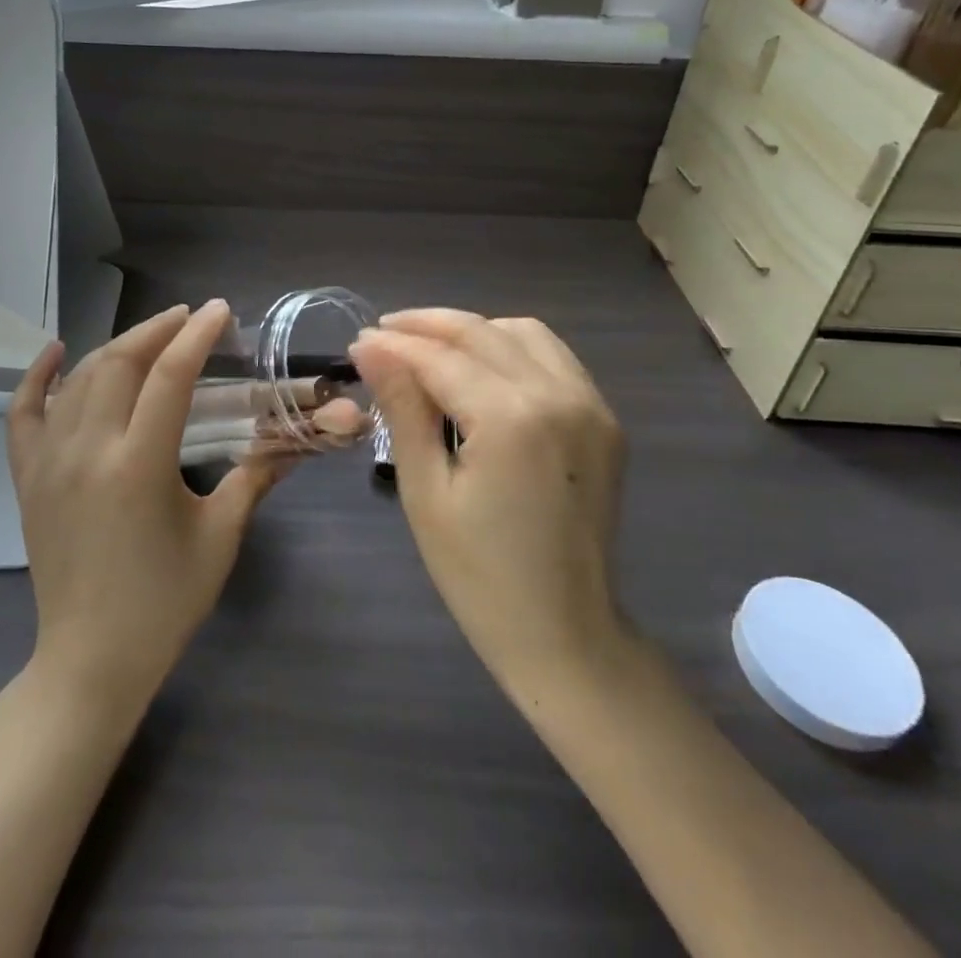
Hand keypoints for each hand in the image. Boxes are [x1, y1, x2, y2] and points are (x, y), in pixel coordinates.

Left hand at [7, 301, 284, 704]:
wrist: (90, 660)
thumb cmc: (164, 601)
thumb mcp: (220, 537)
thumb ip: (255, 478)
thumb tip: (295, 441)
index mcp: (139, 465)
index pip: (170, 377)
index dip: (197, 336)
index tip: (219, 311)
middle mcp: (88, 451)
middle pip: (119, 363)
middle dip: (156, 330)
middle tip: (188, 319)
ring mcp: (49, 463)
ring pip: (77, 380)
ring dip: (115, 347)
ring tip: (149, 336)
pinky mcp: (27, 479)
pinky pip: (22, 414)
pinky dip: (36, 378)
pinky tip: (55, 352)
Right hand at [350, 310, 626, 692]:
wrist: (566, 635)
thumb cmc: (480, 576)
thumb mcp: (426, 491)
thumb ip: (403, 408)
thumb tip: (370, 347)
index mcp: (512, 418)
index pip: (440, 357)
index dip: (394, 345)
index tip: (357, 342)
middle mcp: (558, 395)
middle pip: (481, 333)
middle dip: (427, 325)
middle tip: (383, 334)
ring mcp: (590, 404)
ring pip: (522, 332)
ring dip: (471, 330)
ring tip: (428, 348)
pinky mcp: (603, 419)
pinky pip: (553, 357)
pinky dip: (511, 347)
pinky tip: (481, 367)